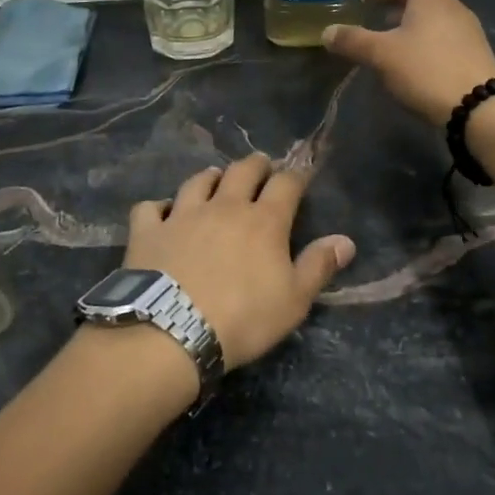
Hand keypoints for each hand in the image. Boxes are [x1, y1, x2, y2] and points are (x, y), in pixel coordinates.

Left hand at [124, 155, 354, 369]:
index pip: (286, 184)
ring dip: (210, 177)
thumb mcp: (294, 300)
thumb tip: (346, 240)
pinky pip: (150, 207)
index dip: (295, 176)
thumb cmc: (244, 318)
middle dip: (256, 165)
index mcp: (264, 221)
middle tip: (261, 166)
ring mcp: (182, 215)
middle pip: (242, 171)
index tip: (300, 174)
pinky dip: (158, 207)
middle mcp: (224, 207)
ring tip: (215, 179)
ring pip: (198, 182)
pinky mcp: (148, 230)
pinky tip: (162, 213)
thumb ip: (319, 266)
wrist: (173, 330)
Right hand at [322, 0, 494, 123]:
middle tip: (370, 0)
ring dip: (406, 15)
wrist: (480, 109)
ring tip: (382, 30)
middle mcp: (453, 9)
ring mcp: (465, 34)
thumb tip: (327, 32)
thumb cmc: (428, 70)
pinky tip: (403, 56)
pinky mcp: (469, 57)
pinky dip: (418, 34)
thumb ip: (353, 41)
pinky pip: (440, 34)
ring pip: (432, 14)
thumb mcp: (383, 55)